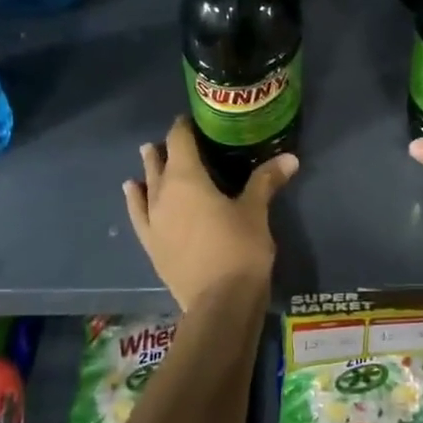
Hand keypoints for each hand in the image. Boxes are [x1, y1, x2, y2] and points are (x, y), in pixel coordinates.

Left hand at [124, 116, 297, 310]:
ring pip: (146, 186)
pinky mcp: (151, 245)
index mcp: (187, 179)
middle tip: (178, 139)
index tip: (192, 119)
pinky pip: (138, 214)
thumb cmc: (240, 249)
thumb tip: (290, 158)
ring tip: (148, 155)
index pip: (180, 142)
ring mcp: (153, 221)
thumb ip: (266, 181)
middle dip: (167, 148)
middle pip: (160, 162)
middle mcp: (163, 195)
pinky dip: (135, 199)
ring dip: (149, 169)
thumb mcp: (256, 212)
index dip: (184, 127)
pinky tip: (132, 192)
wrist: (219, 303)